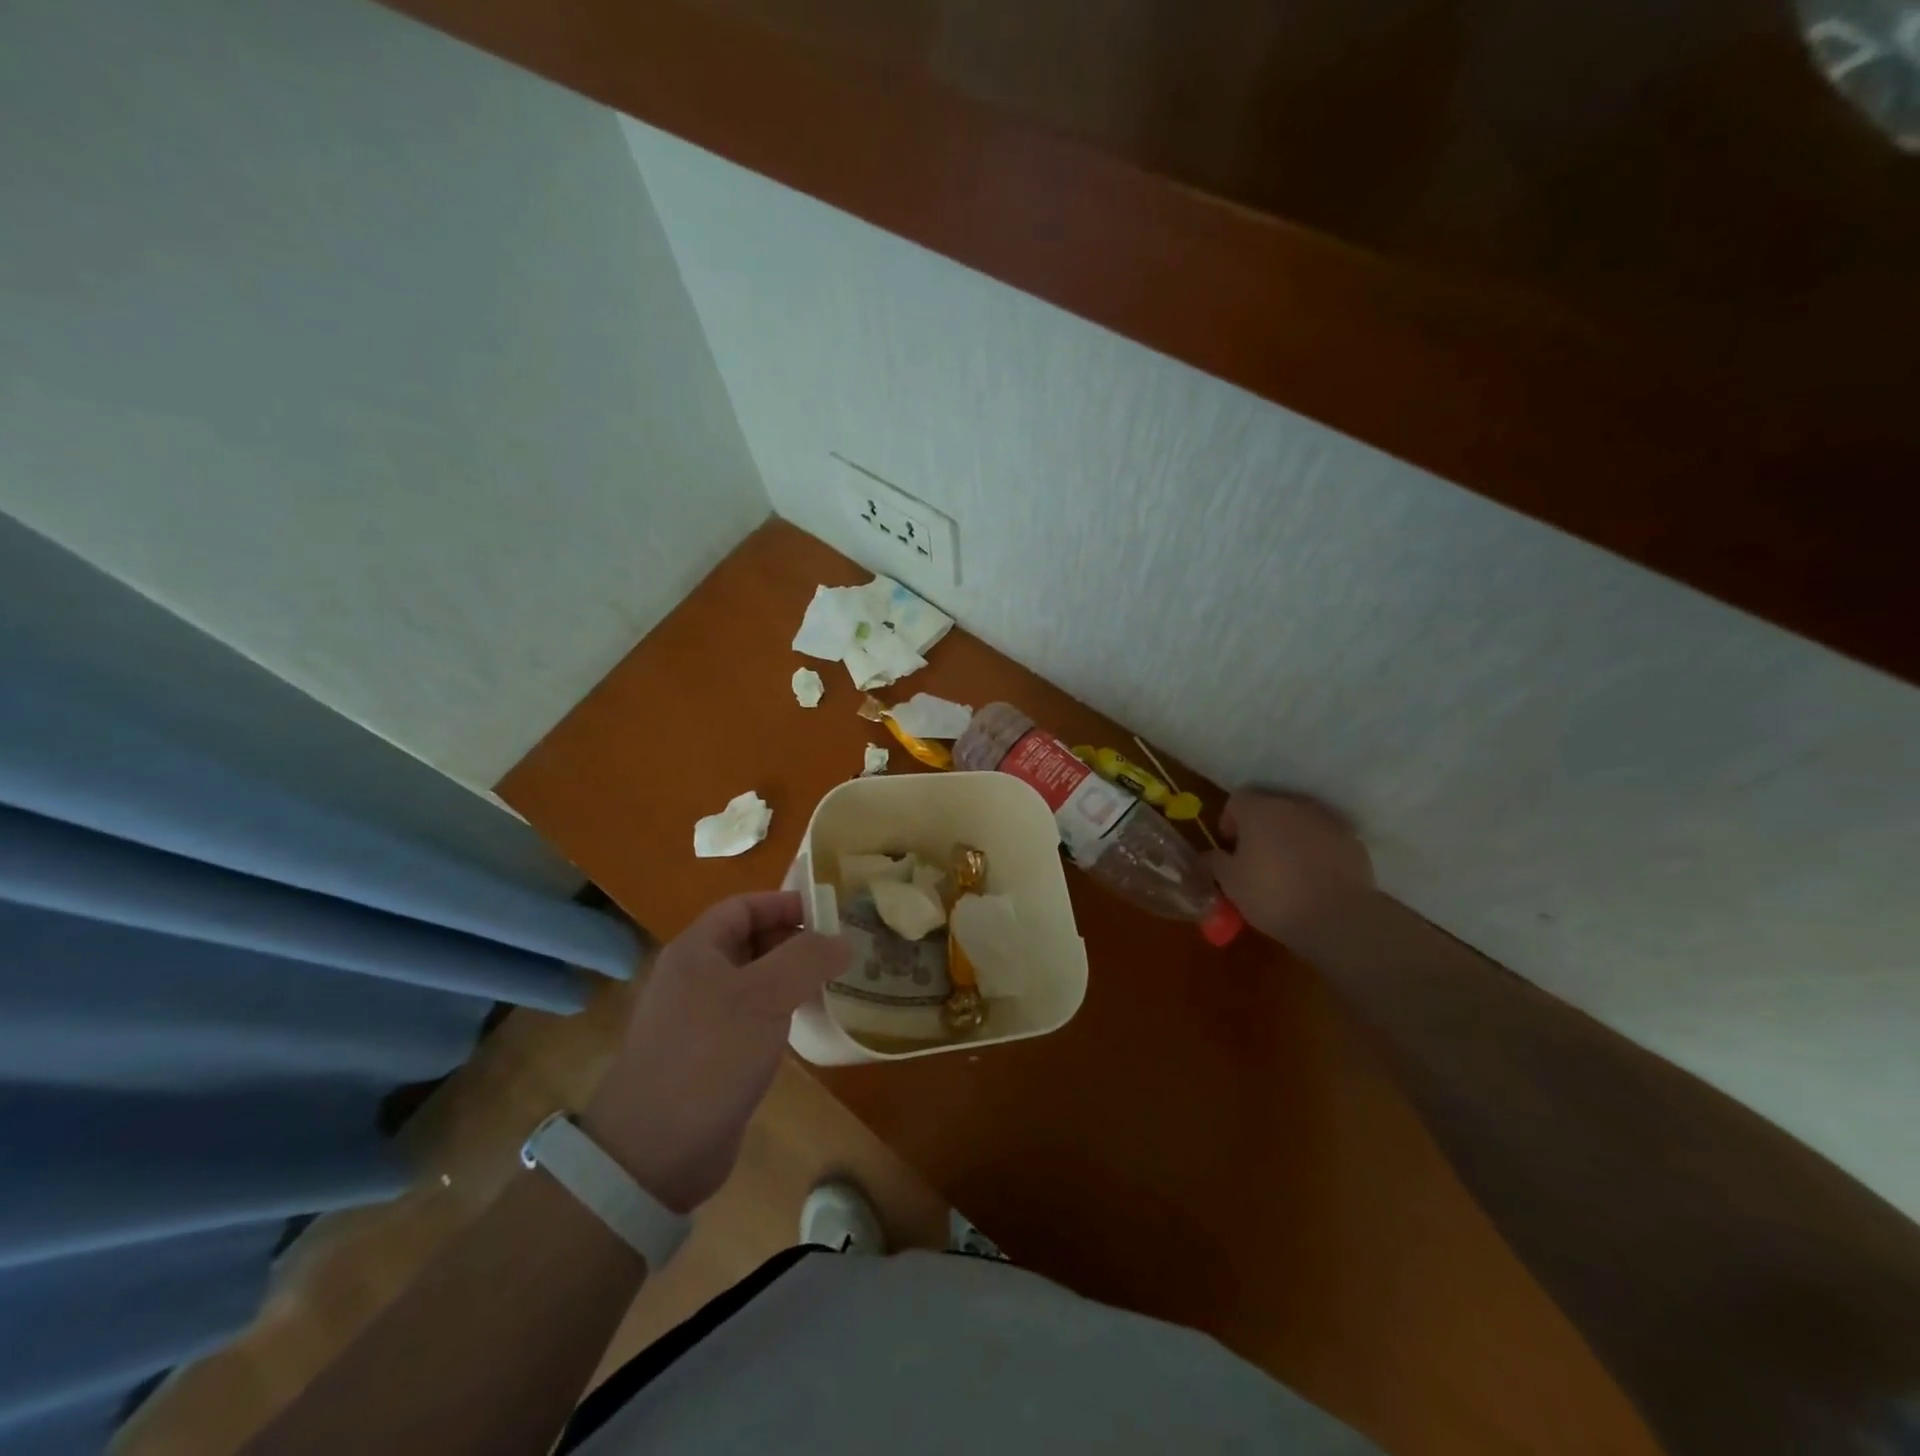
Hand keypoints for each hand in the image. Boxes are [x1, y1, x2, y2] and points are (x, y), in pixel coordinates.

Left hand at [584, 891, 850, 1213]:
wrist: (655, 1150)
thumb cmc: (710, 1055)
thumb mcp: (765, 996)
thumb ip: (807, 959)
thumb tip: (842, 942)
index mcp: (696, 950)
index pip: (744, 906)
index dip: (785, 903)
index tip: (829, 914)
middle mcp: (693, 977)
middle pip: (749, 941)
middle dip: (793, 940)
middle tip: (839, 951)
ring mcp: (698, 1018)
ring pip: (753, 981)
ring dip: (790, 978)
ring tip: (832, 983)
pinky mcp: (708, 1055)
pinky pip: (750, 1017)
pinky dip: (778, 1012)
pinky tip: (804, 1024)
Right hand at [1207, 791, 1375, 943]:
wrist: (1338, 918)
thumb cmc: (1273, 895)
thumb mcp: (1230, 883)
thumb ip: (1214, 862)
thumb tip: (1208, 856)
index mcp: (1259, 809)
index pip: (1236, 801)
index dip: (1229, 823)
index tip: (1230, 849)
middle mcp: (1293, 805)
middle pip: (1268, 808)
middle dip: (1259, 829)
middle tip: (1255, 860)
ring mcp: (1326, 820)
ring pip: (1297, 822)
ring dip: (1288, 837)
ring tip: (1286, 869)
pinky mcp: (1351, 840)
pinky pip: (1323, 838)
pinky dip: (1315, 850)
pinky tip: (1313, 877)